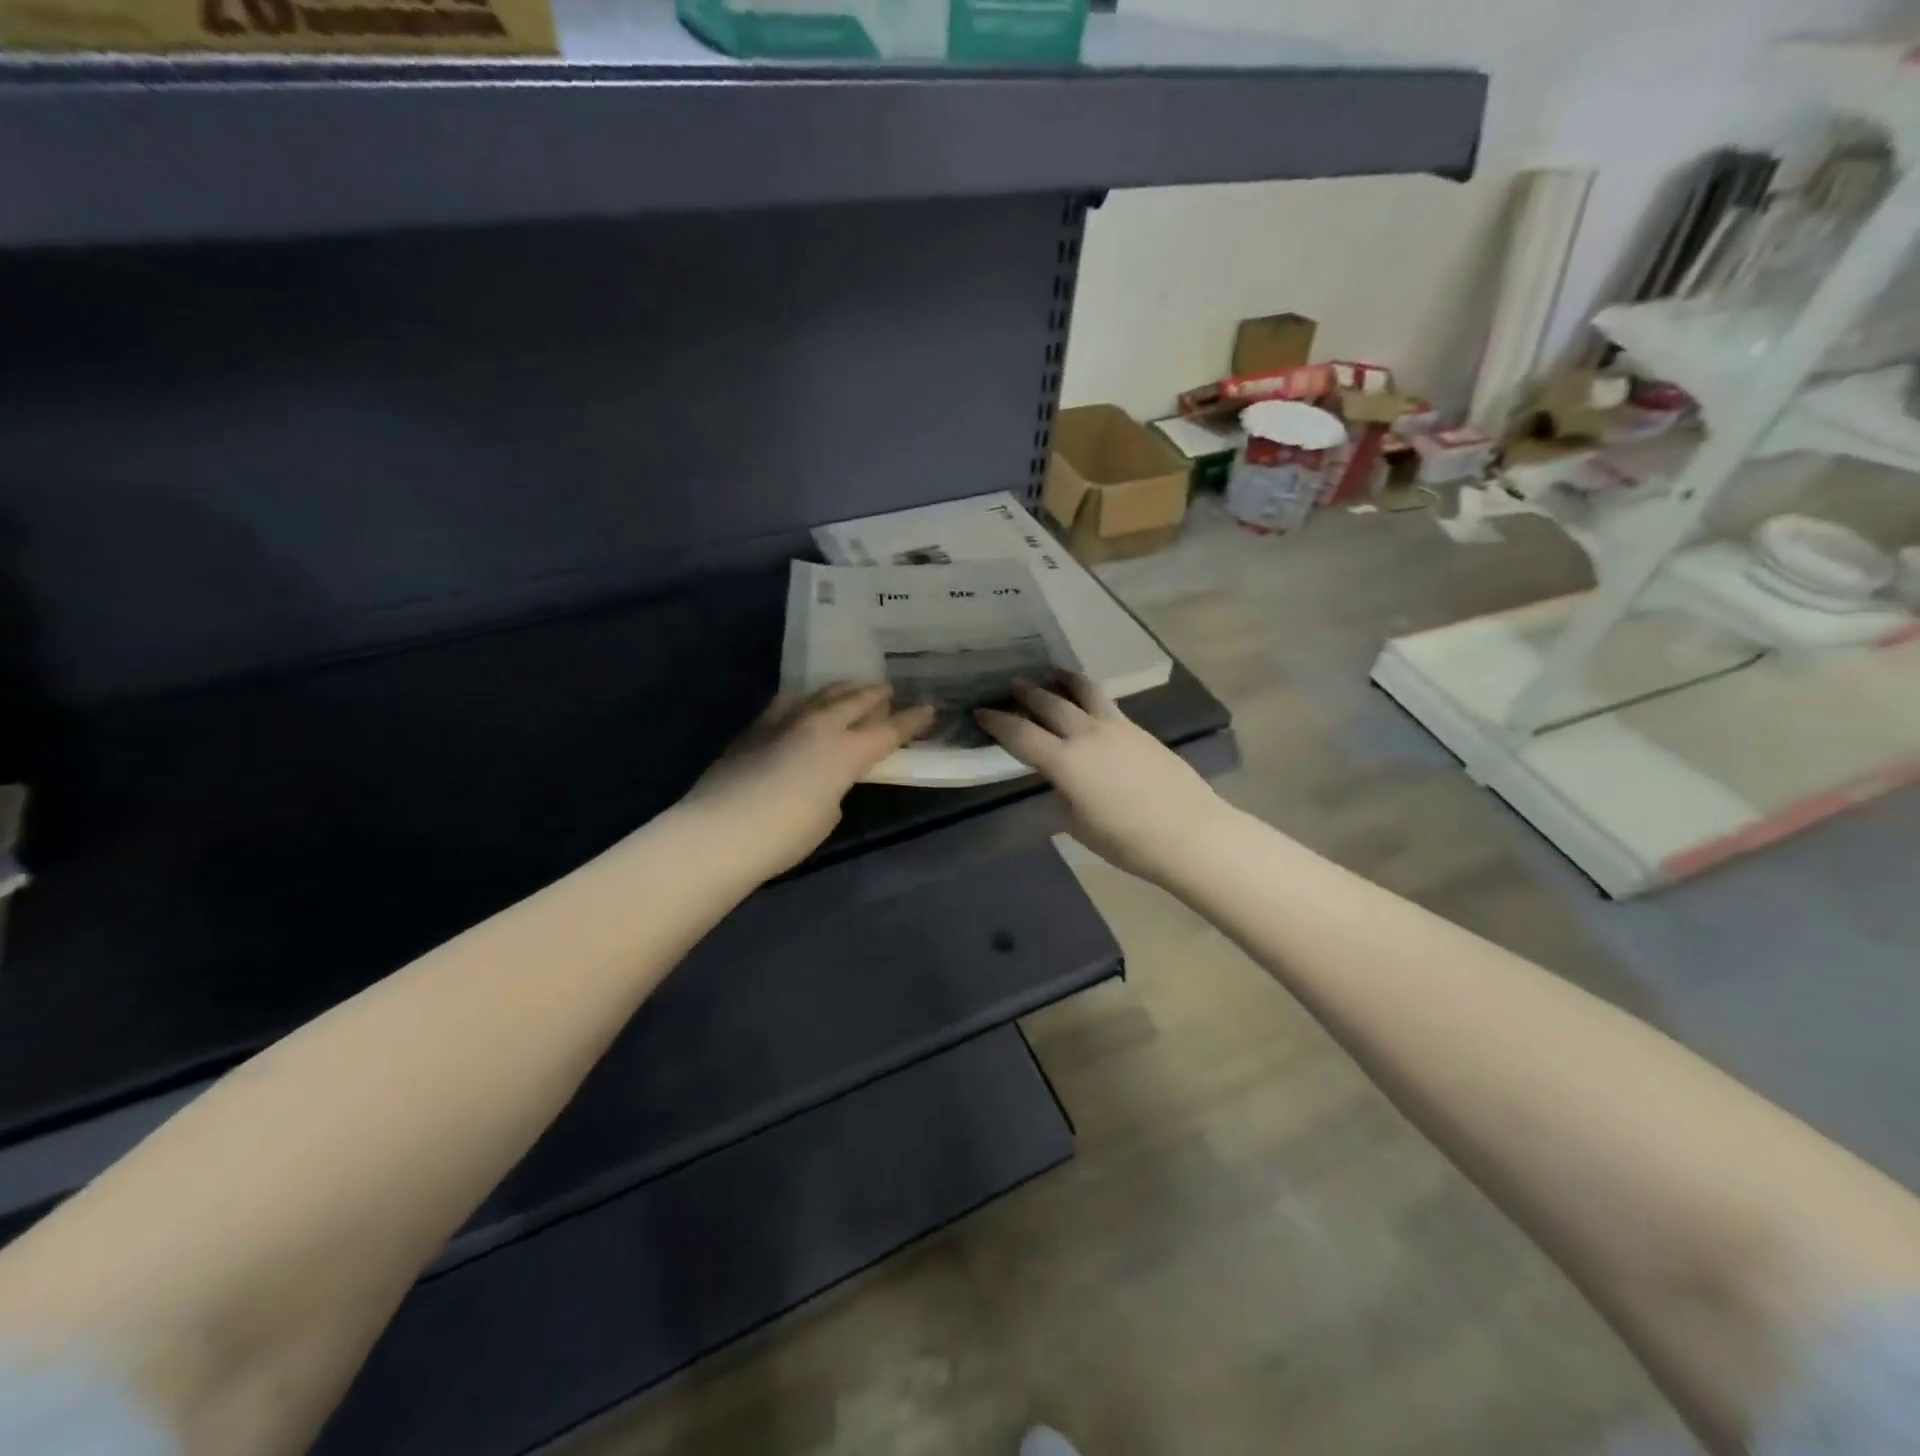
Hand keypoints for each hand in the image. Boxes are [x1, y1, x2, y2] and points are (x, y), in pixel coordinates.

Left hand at [682, 684, 934, 877]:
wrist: (719, 832)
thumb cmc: (784, 836)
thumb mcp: (827, 816)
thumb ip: (835, 788)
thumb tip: (827, 778)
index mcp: (846, 752)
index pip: (888, 730)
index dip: (911, 720)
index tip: (929, 708)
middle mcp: (819, 726)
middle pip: (855, 701)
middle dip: (875, 695)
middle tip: (888, 690)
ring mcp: (784, 722)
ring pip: (821, 694)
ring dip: (842, 690)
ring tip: (852, 687)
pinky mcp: (755, 728)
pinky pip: (788, 703)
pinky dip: (806, 699)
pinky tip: (805, 701)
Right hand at [976, 673, 1228, 884]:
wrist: (1189, 832)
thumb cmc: (1127, 840)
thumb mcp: (1079, 824)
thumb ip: (1063, 794)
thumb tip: (1062, 780)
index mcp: (1065, 762)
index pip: (1021, 734)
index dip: (997, 722)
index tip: (980, 711)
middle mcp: (1087, 735)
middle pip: (1050, 703)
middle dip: (1027, 693)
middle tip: (1012, 684)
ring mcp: (1118, 728)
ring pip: (1085, 692)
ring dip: (1064, 681)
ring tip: (1053, 673)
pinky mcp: (1140, 731)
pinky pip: (1107, 705)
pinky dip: (1089, 697)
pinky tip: (1089, 704)